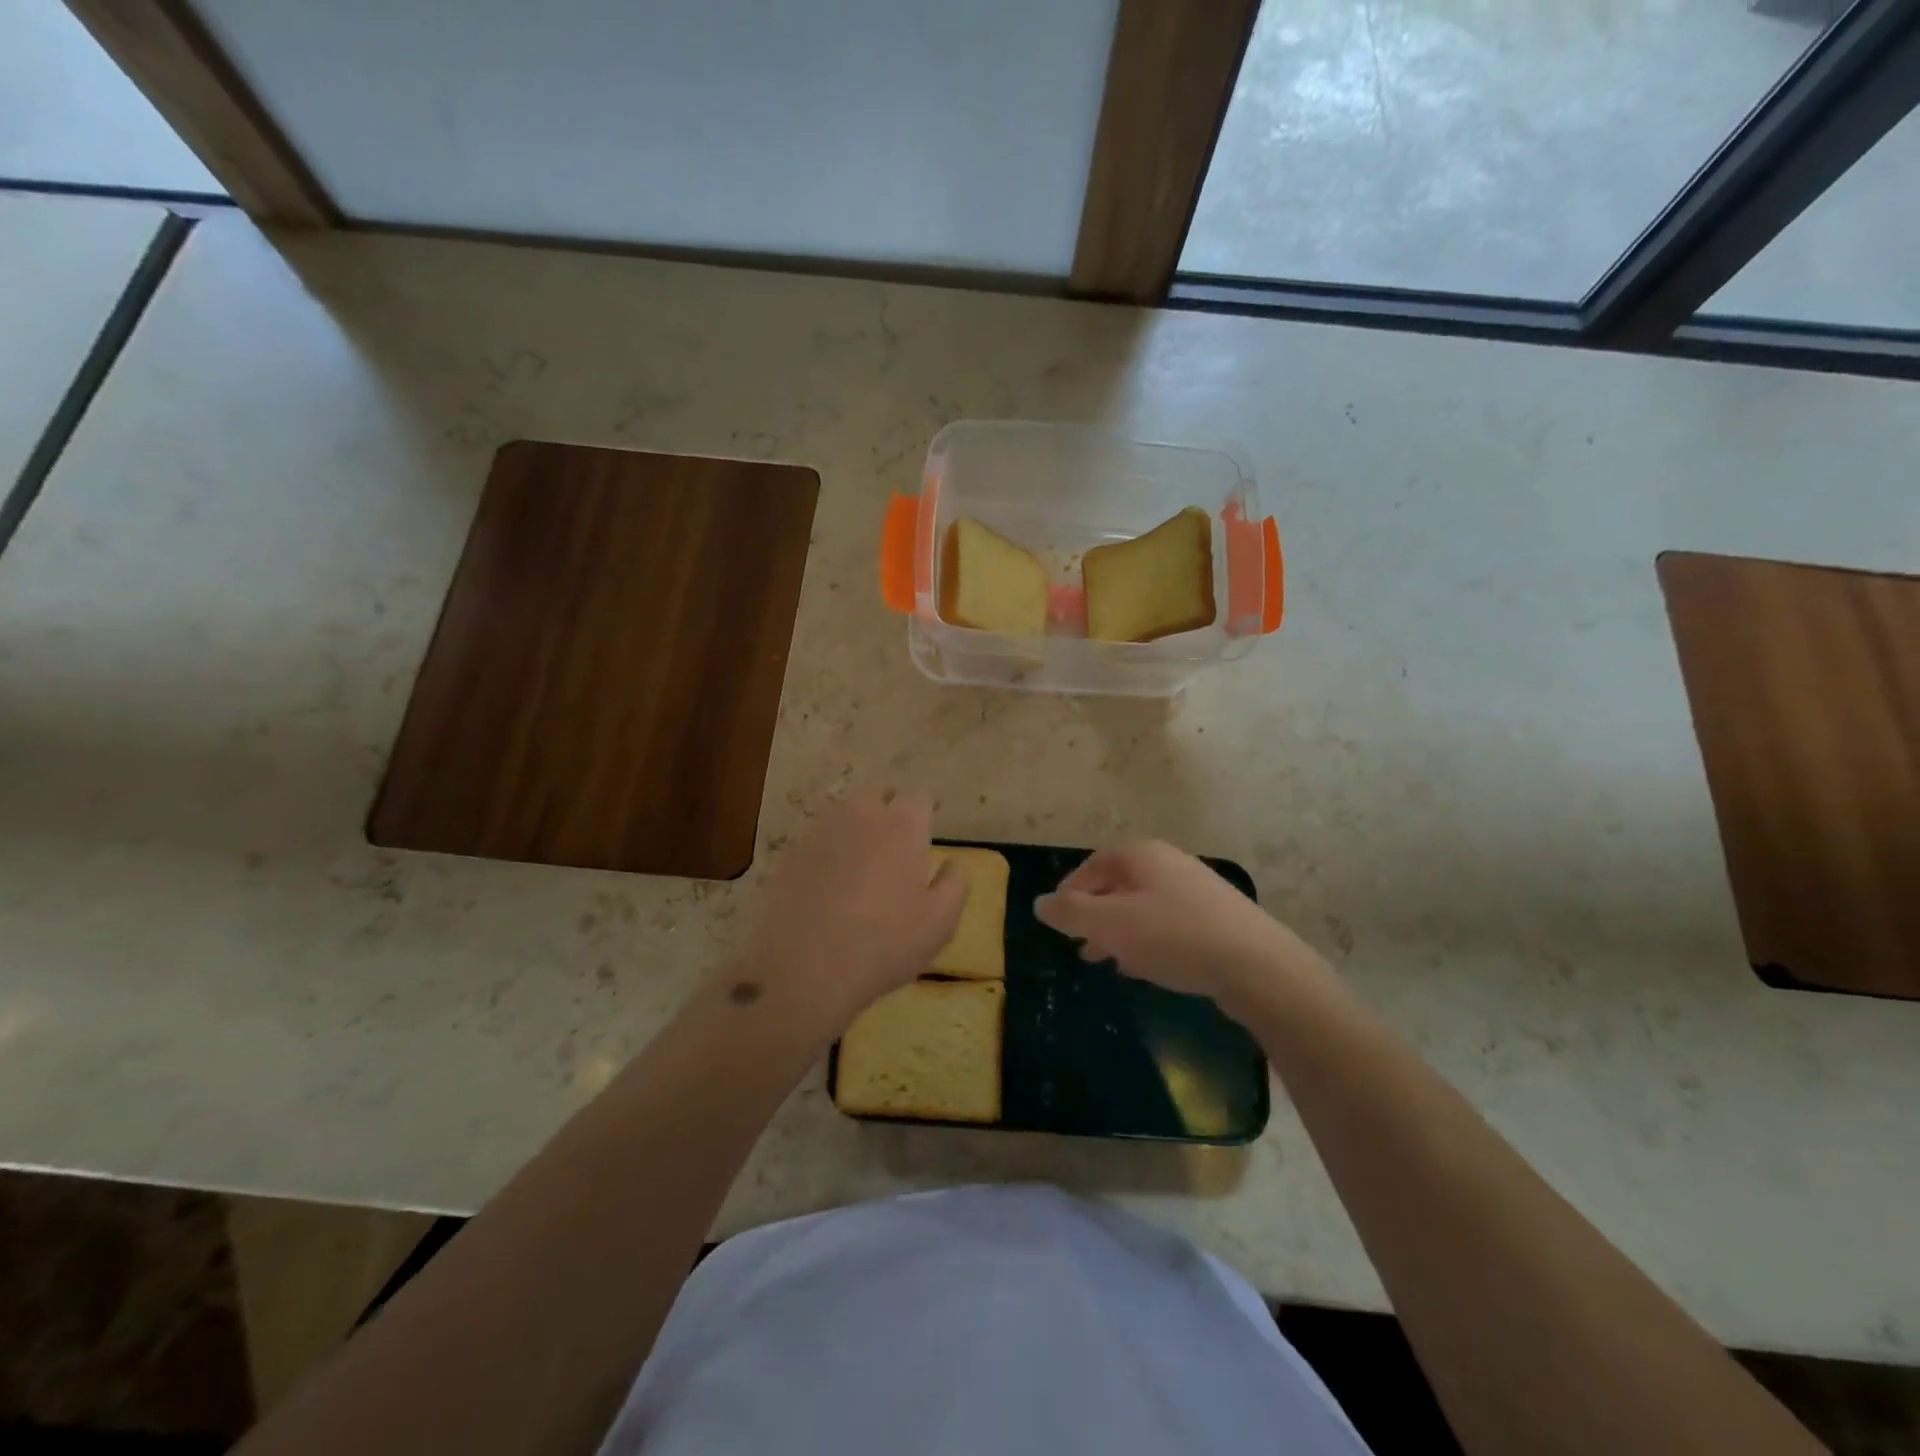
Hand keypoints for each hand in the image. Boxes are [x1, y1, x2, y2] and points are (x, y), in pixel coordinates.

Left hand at [735, 787, 965, 1037]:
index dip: (925, 811)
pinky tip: (826, 884)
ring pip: (843, 814)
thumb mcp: (940, 922)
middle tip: (894, 843)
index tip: (927, 831)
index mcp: (903, 824)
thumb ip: (955, 884)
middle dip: (888, 808)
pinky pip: (816, 840)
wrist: (805, 968)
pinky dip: (826, 852)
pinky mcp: (789, 853)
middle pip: (877, 794)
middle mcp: (861, 814)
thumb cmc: (885, 943)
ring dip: (855, 827)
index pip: (920, 796)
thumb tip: (954, 863)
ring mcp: (819, 831)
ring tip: (860, 863)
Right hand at [1034, 841, 1322, 1014]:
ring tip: (1111, 962)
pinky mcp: (1217, 917)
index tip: (1059, 923)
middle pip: (1118, 885)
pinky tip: (1148, 968)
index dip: (1070, 893)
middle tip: (1081, 947)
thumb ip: (1070, 913)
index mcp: (1141, 855)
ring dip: (1121, 932)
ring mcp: (1197, 888)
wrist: (1257, 965)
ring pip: (1144, 907)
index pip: (1092, 866)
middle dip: (1096, 916)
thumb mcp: (1109, 925)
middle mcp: (1169, 863)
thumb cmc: (1173, 937)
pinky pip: (1170, 924)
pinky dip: (1150, 941)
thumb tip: (1040, 903)